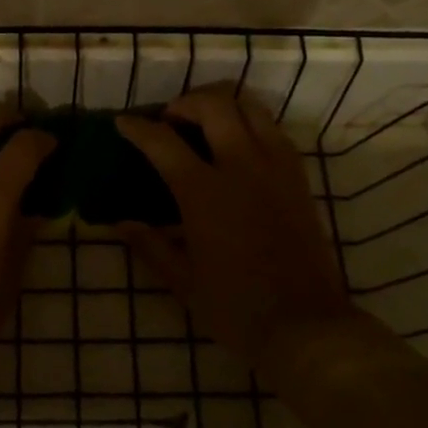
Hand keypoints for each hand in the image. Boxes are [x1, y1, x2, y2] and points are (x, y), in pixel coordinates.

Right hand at [115, 87, 351, 367]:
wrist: (305, 326)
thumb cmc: (236, 308)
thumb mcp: (183, 282)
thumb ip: (151, 246)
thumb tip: (121, 223)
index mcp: (205, 193)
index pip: (162, 142)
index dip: (137, 128)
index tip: (122, 122)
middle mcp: (241, 168)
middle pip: (214, 105)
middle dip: (185, 102)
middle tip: (169, 119)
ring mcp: (275, 168)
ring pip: (251, 107)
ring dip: (222, 103)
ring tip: (205, 121)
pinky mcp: (299, 177)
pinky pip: (274, 129)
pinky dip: (251, 122)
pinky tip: (239, 144)